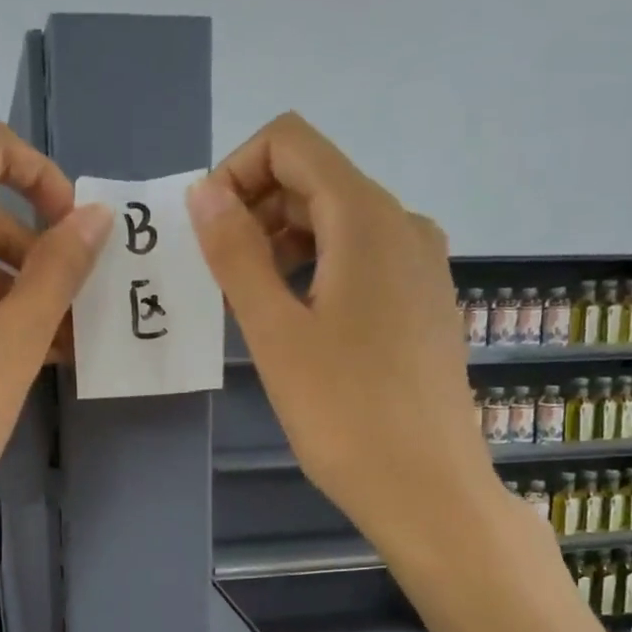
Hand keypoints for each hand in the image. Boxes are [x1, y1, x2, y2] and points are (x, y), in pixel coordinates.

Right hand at [186, 113, 503, 548]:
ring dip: (281, 243)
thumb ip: (236, 253)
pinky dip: (316, 268)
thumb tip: (204, 191)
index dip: (236, 171)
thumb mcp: (274, 331)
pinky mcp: (424, 300)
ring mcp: (421, 262)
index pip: (291, 143)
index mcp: (366, 218)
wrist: (427, 488)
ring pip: (337, 220)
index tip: (208, 232)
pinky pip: (360, 257)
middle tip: (220, 277)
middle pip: (315, 179)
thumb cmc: (343, 412)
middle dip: (255, 210)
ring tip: (252, 305)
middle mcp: (402, 223)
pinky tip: (296, 322)